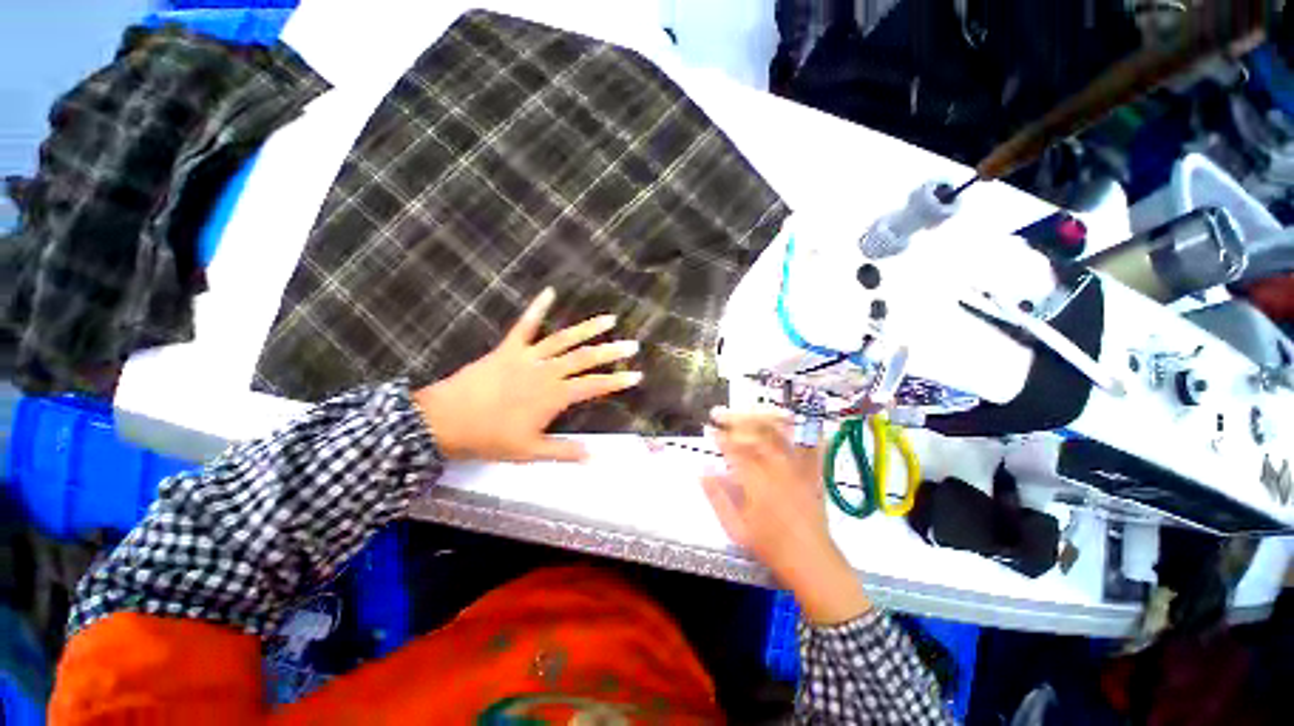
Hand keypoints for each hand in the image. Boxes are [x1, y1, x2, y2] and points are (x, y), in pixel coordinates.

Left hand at [413, 288, 640, 462]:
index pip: (594, 386)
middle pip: (585, 358)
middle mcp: (546, 372)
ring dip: (588, 328)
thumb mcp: (529, 451)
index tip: (637, 375)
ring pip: (564, 339)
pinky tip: (550, 291)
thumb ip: (564, 452)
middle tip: (632, 345)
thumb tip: (595, 458)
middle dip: (611, 352)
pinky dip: (537, 307)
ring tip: (609, 318)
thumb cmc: (489, 438)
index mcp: (553, 396)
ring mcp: (528, 357)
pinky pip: (525, 325)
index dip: (617, 381)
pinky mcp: (509, 348)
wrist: (444, 421)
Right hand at [702, 407, 870, 623]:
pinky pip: (806, 443)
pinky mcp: (811, 471)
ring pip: (777, 433)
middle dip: (734, 420)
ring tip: (747, 409)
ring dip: (759, 417)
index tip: (709, 428)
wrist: (810, 560)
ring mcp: (796, 467)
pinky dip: (797, 427)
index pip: (733, 450)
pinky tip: (789, 416)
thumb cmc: (769, 545)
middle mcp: (776, 468)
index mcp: (755, 481)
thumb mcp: (735, 527)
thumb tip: (703, 469)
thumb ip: (717, 496)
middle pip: (754, 434)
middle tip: (720, 413)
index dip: (719, 436)